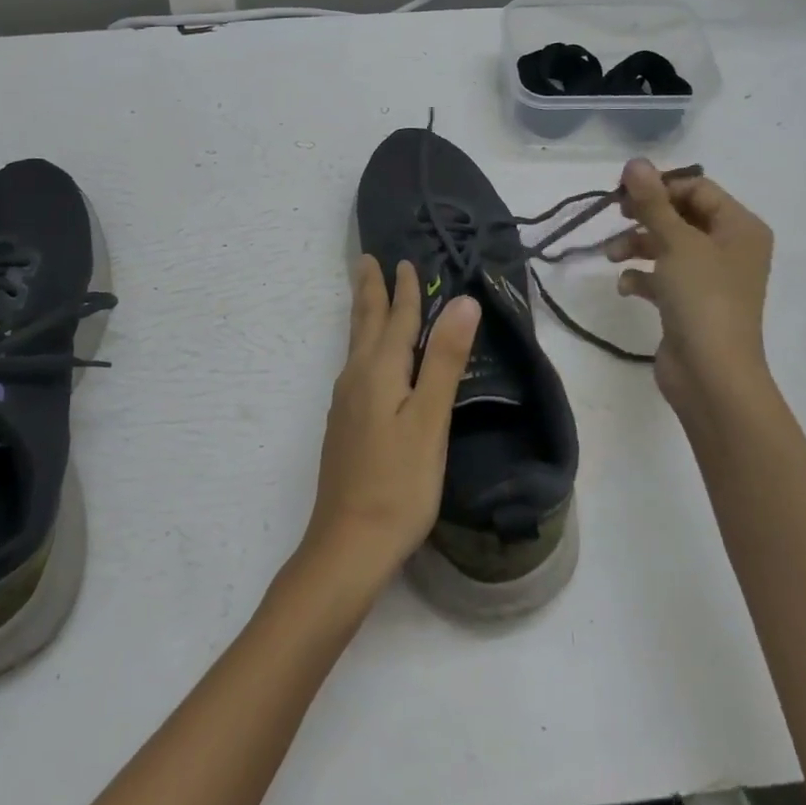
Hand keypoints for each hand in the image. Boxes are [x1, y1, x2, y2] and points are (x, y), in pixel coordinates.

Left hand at [303, 257, 480, 583]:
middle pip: (364, 325)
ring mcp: (345, 404)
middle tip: (366, 261)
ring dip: (364, 316)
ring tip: (366, 297)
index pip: (395, 320)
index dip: (404, 291)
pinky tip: (367, 362)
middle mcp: (356, 379)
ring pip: (356, 345)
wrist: (349, 544)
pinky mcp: (344, 426)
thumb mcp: (430, 419)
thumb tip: (461, 301)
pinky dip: (364, 346)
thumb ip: (444, 360)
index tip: (404, 260)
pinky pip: (355, 367)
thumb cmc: (399, 483)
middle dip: (369, 291)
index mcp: (379, 372)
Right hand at [607, 160, 776, 426]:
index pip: (697, 188)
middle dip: (645, 217)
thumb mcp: (675, 242)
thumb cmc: (702, 298)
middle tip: (616, 217)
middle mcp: (730, 248)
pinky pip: (663, 277)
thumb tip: (635, 162)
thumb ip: (652, 202)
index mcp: (740, 227)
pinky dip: (643, 276)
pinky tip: (627, 287)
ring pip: (668, 246)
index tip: (623, 195)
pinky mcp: (690, 304)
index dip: (660, 187)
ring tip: (612, 256)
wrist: (712, 373)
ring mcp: (711, 278)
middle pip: (681, 215)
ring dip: (637, 245)